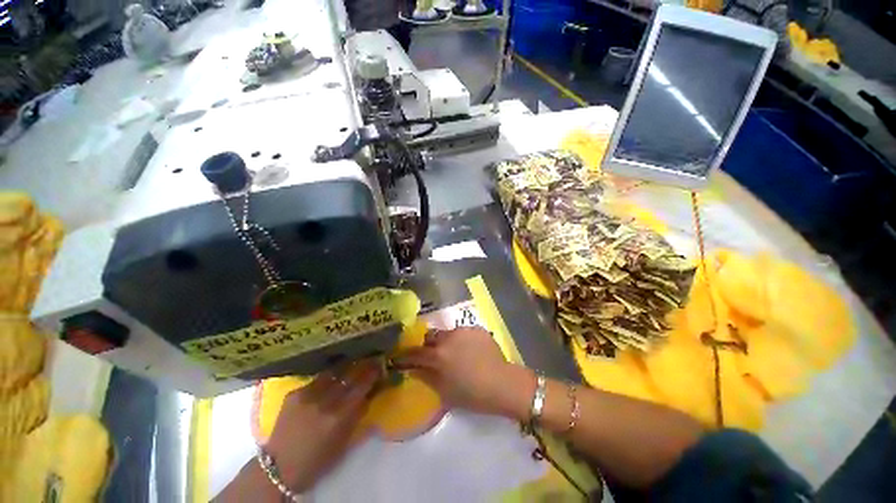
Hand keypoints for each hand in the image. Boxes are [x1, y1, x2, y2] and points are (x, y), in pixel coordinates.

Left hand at [265, 360, 380, 491]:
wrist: (279, 467)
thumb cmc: (317, 460)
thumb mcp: (344, 441)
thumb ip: (358, 414)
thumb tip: (369, 394)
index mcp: (339, 417)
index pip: (361, 386)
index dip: (372, 373)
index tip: (379, 365)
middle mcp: (324, 401)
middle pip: (349, 374)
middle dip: (362, 365)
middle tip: (370, 359)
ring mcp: (307, 395)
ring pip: (333, 372)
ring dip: (345, 367)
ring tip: (352, 364)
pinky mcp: (294, 393)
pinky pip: (316, 379)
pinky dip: (326, 378)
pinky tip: (330, 379)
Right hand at [396, 326, 534, 420]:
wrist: (503, 383)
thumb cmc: (472, 394)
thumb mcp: (445, 391)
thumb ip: (426, 377)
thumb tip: (413, 370)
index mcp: (438, 355)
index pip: (415, 353)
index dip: (404, 355)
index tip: (398, 357)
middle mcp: (448, 337)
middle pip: (430, 336)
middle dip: (427, 345)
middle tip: (431, 355)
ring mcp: (463, 330)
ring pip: (447, 333)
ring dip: (446, 342)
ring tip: (455, 354)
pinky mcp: (476, 328)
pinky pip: (462, 333)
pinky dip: (461, 341)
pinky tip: (470, 351)